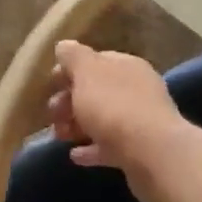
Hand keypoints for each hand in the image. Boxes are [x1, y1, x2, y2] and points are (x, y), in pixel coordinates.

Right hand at [45, 41, 191, 201]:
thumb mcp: (87, 73)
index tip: (49, 85)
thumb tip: (64, 46)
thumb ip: (73, 56)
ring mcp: (139, 122)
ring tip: (59, 136)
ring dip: (76, 125)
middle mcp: (136, 90)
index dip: (69, 71)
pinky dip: (90, 149)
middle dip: (69, 101)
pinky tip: (74, 155)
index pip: (94, 61)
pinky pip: (109, 146)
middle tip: (52, 114)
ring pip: (101, 119)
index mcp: (126, 66)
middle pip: (96, 92)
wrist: (152, 154)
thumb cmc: (114, 107)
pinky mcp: (138, 151)